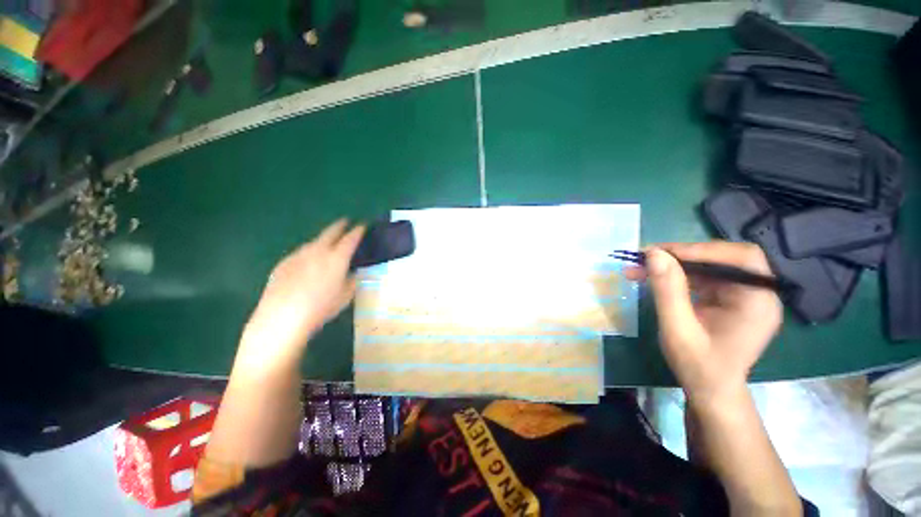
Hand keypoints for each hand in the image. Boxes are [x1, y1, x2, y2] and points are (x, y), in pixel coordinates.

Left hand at [238, 219, 364, 367]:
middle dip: (340, 225)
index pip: (351, 238)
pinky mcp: (284, 262)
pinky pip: (301, 253)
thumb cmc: (321, 307)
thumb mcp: (346, 295)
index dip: (358, 231)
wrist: (282, 316)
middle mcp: (318, 250)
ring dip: (323, 240)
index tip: (363, 226)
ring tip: (327, 245)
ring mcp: (299, 254)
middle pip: (331, 231)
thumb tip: (352, 272)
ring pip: (314, 242)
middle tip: (345, 222)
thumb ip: (352, 280)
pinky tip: (307, 265)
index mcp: (337, 257)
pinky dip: (308, 254)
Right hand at [625, 242, 782, 401]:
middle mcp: (756, 294)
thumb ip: (668, 291)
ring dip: (673, 265)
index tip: (662, 253)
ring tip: (639, 268)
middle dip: (681, 255)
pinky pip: (702, 278)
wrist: (710, 391)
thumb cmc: (699, 367)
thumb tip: (654, 254)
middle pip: (723, 258)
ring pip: (707, 267)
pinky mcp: (727, 300)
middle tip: (646, 257)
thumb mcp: (678, 329)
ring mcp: (742, 297)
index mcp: (757, 302)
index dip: (702, 249)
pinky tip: (653, 278)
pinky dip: (676, 275)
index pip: (741, 258)